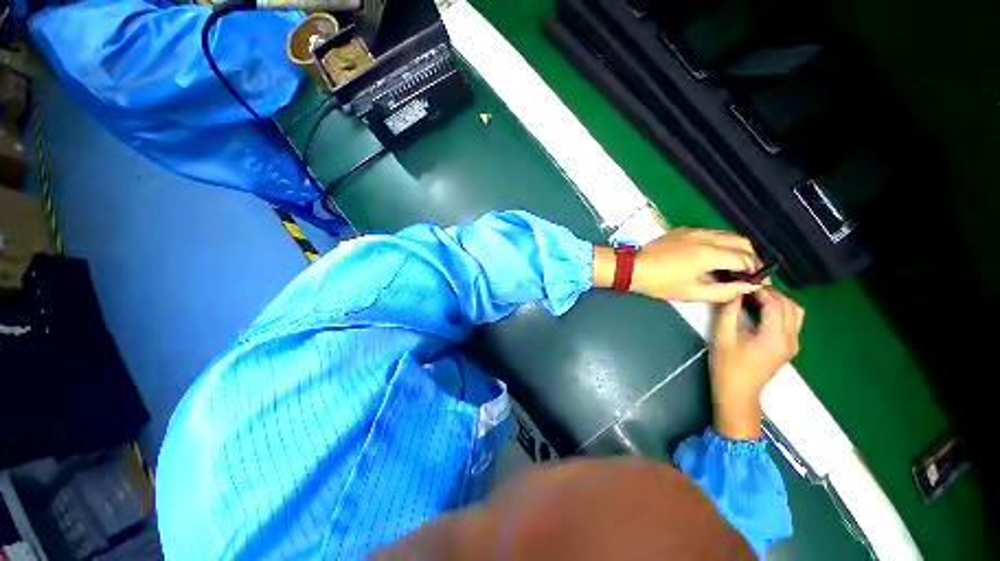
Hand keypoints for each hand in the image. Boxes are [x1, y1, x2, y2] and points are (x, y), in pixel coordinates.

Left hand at [593, 229, 766, 301]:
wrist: (633, 268)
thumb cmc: (661, 283)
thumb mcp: (693, 292)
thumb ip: (725, 291)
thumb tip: (750, 287)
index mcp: (710, 253)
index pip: (746, 258)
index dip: (756, 271)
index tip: (757, 281)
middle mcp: (706, 237)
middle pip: (742, 242)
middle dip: (750, 257)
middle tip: (746, 273)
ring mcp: (694, 231)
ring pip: (727, 235)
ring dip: (736, 248)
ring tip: (731, 265)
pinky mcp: (683, 230)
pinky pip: (711, 233)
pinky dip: (720, 242)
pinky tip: (712, 256)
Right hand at [710, 288, 803, 439]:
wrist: (738, 392)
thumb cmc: (727, 364)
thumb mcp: (723, 336)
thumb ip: (729, 312)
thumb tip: (734, 292)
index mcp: (774, 336)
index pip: (775, 304)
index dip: (761, 290)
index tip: (744, 282)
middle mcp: (790, 339)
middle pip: (790, 306)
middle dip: (772, 293)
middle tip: (749, 288)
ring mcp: (793, 344)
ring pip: (796, 313)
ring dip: (779, 301)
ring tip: (757, 298)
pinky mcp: (789, 348)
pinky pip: (792, 322)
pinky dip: (781, 311)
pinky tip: (762, 311)